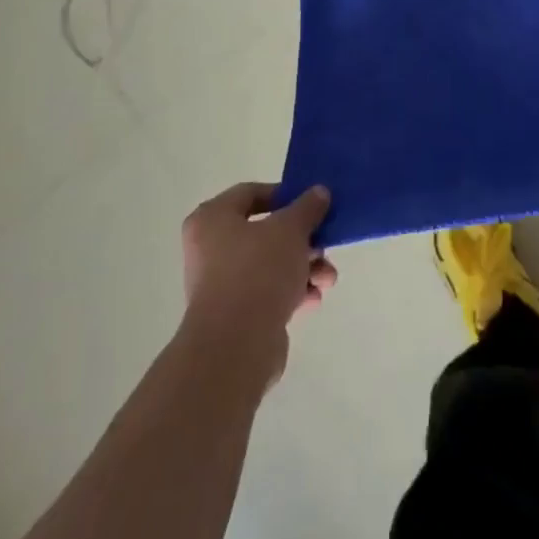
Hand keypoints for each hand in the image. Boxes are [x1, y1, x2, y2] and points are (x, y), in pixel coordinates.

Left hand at [180, 182, 337, 386]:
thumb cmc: (257, 271)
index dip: (284, 195)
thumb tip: (319, 192)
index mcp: (212, 219)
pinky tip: (313, 299)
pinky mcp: (235, 316)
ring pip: (271, 265)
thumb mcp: (291, 228)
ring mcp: (221, 285)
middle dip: (302, 240)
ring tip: (328, 279)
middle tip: (325, 244)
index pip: (250, 193)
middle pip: (266, 232)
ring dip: (304, 268)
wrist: (235, 346)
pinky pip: (268, 294)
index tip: (311, 204)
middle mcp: (210, 249)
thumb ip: (307, 207)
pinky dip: (292, 293)